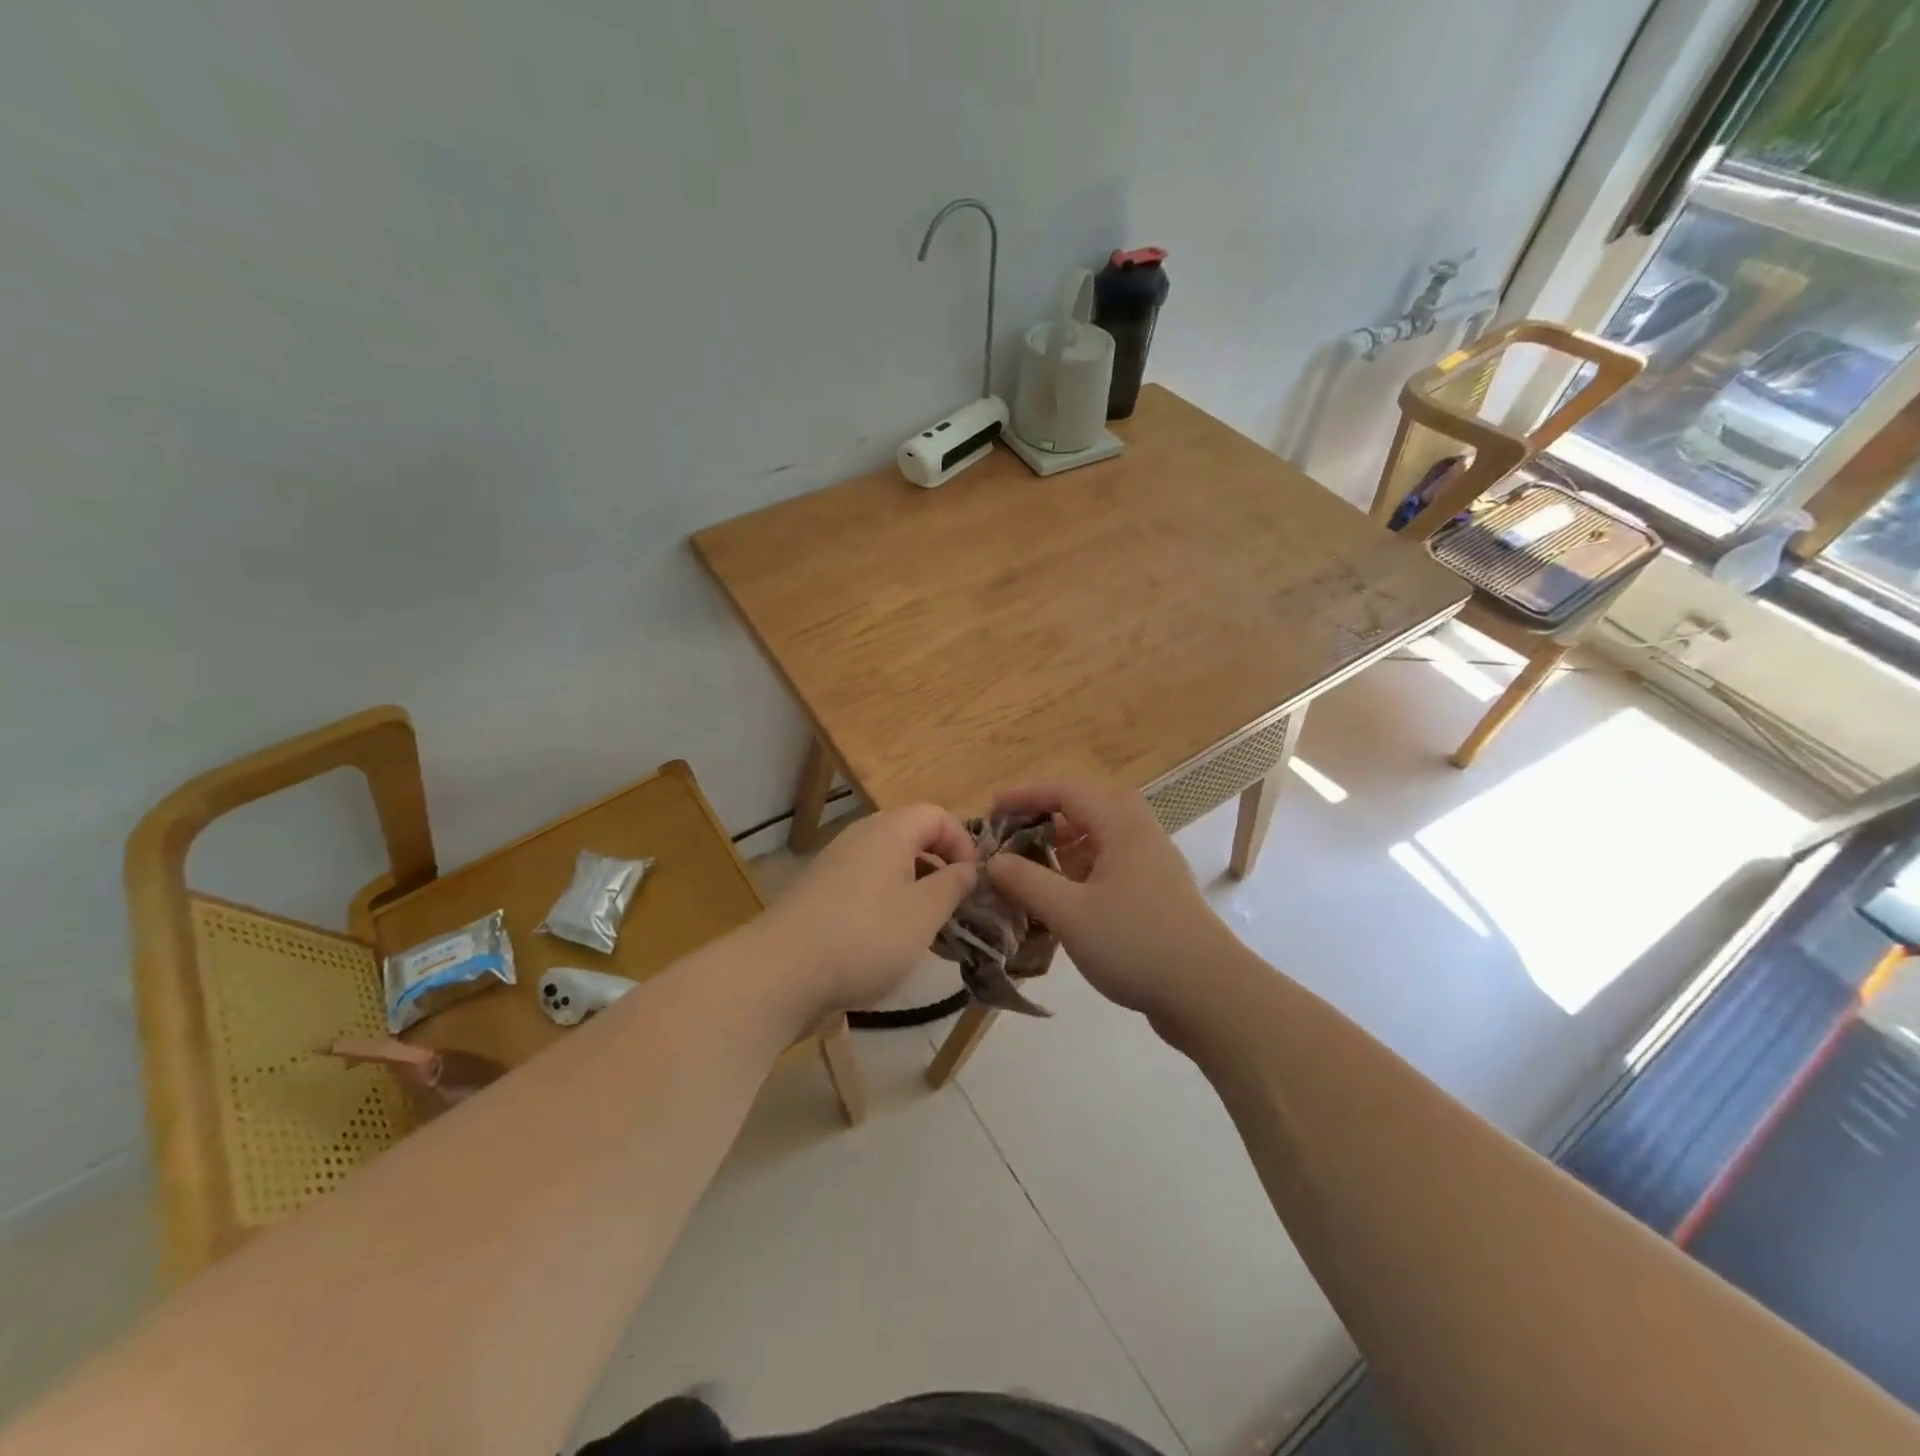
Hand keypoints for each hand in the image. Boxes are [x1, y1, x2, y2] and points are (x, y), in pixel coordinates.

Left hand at [757, 805, 976, 1018]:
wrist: (780, 973)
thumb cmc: (865, 938)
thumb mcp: (924, 914)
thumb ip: (953, 885)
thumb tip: (969, 868)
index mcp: (890, 831)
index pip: (937, 815)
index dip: (963, 843)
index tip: (973, 882)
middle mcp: (861, 836)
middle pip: (912, 836)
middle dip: (940, 867)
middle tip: (955, 906)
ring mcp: (836, 863)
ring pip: (890, 863)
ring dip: (916, 888)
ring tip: (927, 928)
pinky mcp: (821, 891)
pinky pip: (867, 883)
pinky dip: (888, 901)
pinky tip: (890, 940)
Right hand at [985, 781, 1237, 1025]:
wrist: (1208, 993)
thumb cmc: (1135, 943)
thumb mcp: (1069, 913)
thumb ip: (1027, 882)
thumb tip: (994, 860)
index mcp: (1121, 826)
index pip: (1067, 791)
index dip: (1026, 795)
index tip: (993, 809)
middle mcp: (1140, 834)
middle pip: (1088, 807)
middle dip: (1048, 816)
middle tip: (1017, 835)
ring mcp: (1153, 864)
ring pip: (1102, 838)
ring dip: (1066, 845)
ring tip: (1035, 868)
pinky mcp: (1157, 893)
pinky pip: (1112, 865)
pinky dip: (1083, 870)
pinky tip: (1066, 900)